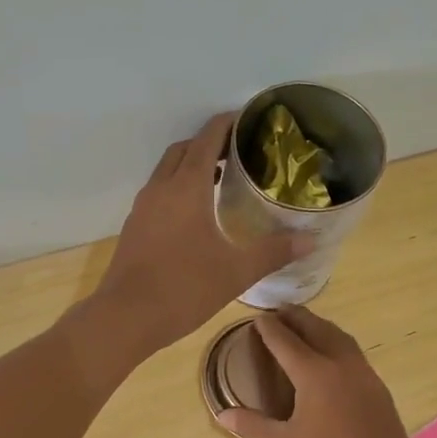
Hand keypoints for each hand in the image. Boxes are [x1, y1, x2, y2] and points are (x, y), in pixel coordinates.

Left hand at [93, 113, 303, 354]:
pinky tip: (194, 213)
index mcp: (187, 187)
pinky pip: (157, 192)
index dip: (227, 124)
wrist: (126, 317)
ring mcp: (142, 207)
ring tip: (220, 179)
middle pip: (184, 149)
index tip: (248, 120)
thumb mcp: (236, 271)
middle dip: (209, 142)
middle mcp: (161, 188)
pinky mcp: (133, 227)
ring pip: (166, 170)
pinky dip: (176, 187)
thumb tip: (310, 240)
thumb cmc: (185, 288)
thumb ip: (274, 251)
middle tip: (238, 152)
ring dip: (190, 165)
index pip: (207, 138)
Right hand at [218, 306, 431, 437]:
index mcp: (315, 374)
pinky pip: (354, 355)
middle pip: (318, 330)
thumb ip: (252, 426)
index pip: (286, 342)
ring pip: (341, 339)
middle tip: (281, 310)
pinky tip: (332, 359)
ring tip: (306, 326)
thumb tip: (222, 414)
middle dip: (298, 318)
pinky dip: (337, 344)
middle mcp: (342, 365)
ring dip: (321, 327)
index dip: (270, 329)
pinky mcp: (380, 391)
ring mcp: (366, 376)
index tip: (258, 318)